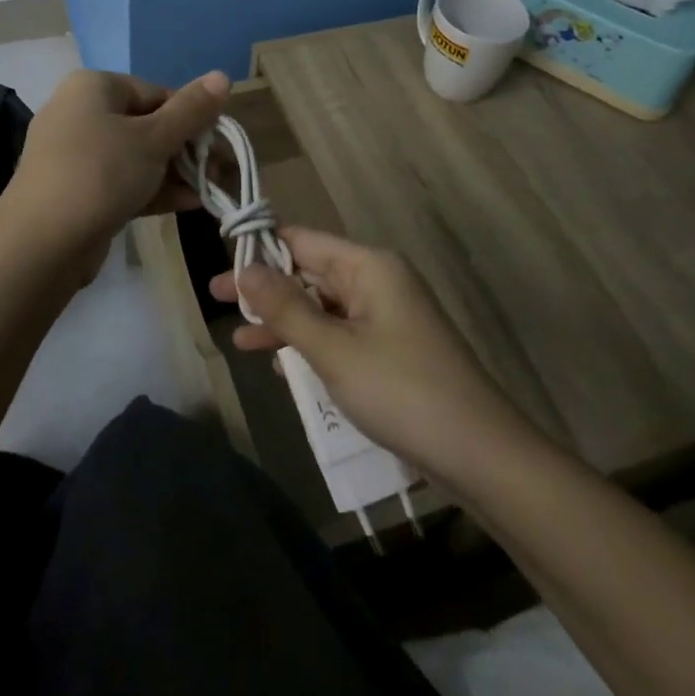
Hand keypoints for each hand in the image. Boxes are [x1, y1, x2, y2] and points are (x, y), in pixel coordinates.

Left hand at [4, 68, 229, 258]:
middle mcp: (79, 112)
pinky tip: (188, 204)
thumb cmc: (101, 173)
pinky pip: (121, 180)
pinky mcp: (75, 190)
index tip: (219, 143)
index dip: (192, 117)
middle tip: (219, 171)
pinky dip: (151, 189)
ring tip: (210, 190)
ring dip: (174, 172)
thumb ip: (191, 109)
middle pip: (147, 124)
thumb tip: (223, 75)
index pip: (156, 92)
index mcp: (93, 87)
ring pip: (135, 156)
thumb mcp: (154, 138)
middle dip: (186, 149)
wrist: (41, 244)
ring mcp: (74, 154)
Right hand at [210, 227, 523, 474]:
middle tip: (215, 300)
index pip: (302, 240)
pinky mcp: (390, 349)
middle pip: (310, 272)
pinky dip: (310, 345)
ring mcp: (386, 316)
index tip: (220, 260)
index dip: (260, 248)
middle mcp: (377, 281)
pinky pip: (339, 334)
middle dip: (266, 289)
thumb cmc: (401, 391)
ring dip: (283, 322)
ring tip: (238, 339)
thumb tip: (244, 268)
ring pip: (322, 307)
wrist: (479, 455)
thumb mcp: (333, 350)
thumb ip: (285, 308)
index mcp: (368, 266)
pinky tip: (281, 367)